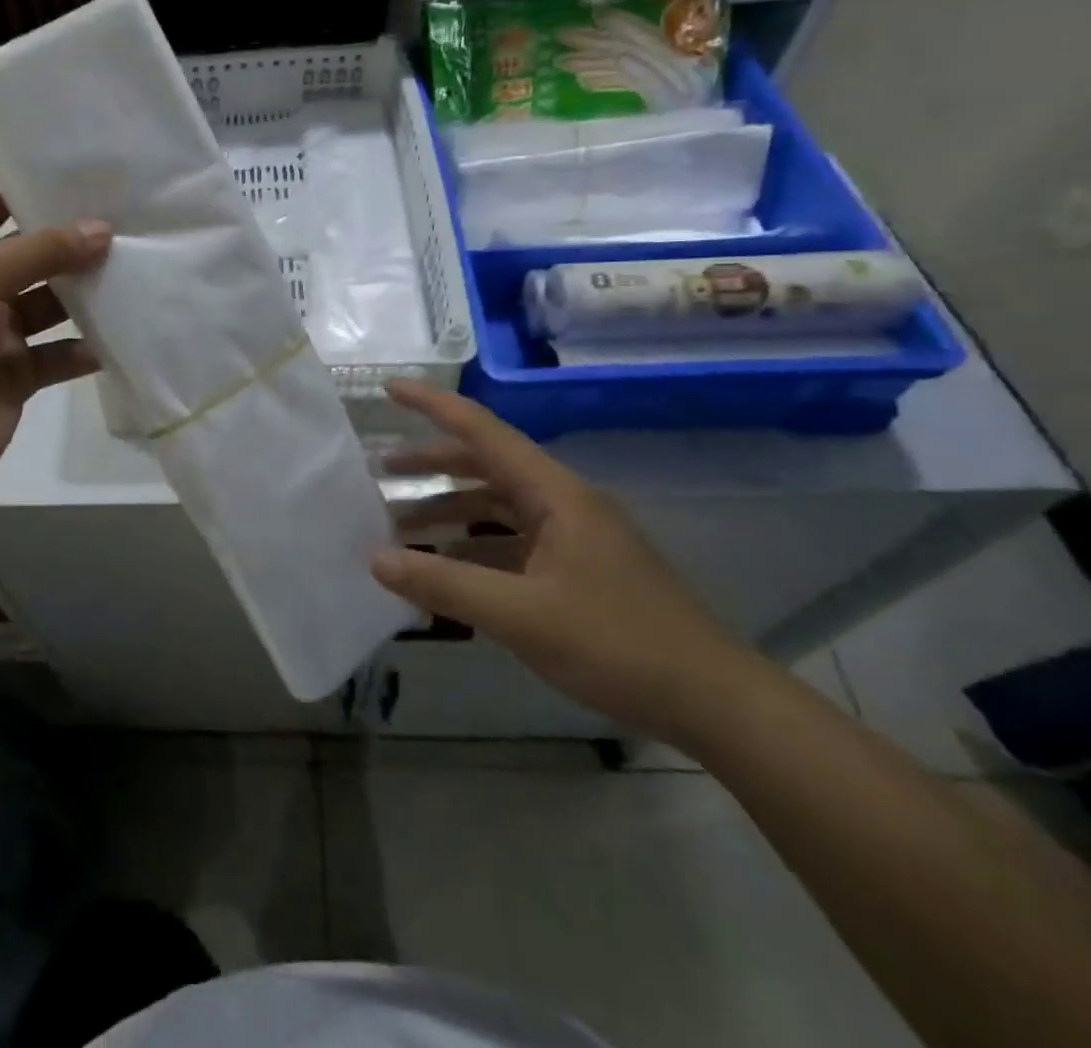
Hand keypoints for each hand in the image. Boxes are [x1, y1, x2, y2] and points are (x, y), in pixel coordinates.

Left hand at [0, 183, 110, 495]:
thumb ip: (41, 252)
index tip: (85, 172)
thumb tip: (102, 229)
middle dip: (73, 241)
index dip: (30, 187)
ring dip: (86, 294)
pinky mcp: (19, 375)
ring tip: (136, 273)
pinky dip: (87, 349)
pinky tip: (121, 337)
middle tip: (130, 221)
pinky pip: (60, 355)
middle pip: (31, 254)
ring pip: (52, 304)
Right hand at [372, 380, 768, 746]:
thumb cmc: (619, 645)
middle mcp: (564, 504)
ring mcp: (573, 538)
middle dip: (433, 464)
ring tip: (402, 525)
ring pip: (498, 507)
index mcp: (556, 495)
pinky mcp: (578, 571)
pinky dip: (474, 548)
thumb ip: (445, 585)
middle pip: (487, 466)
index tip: (390, 388)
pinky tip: (447, 570)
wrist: (715, 703)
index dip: (434, 405)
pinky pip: (512, 543)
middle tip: (382, 471)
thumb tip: (375, 559)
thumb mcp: (522, 616)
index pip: (483, 432)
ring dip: (451, 510)